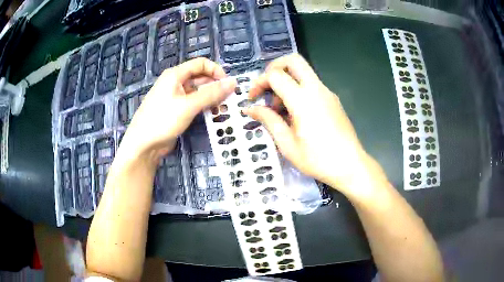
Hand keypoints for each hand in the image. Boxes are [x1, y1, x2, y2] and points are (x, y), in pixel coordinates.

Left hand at [120, 58, 236, 162]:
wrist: (144, 144)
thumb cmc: (163, 120)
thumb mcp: (188, 105)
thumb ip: (211, 93)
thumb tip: (233, 82)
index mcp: (175, 74)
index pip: (200, 63)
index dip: (216, 70)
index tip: (228, 84)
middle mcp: (175, 82)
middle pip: (200, 77)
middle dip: (215, 85)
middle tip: (229, 98)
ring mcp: (175, 97)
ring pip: (198, 91)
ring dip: (211, 97)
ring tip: (224, 107)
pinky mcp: (177, 110)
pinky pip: (194, 103)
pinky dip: (204, 106)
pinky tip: (213, 113)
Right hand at [245, 54, 375, 193]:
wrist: (350, 165)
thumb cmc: (317, 159)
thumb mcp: (287, 144)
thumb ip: (268, 120)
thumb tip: (250, 108)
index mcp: (303, 100)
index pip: (275, 75)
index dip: (259, 82)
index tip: (252, 98)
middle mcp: (316, 89)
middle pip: (293, 60)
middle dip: (275, 68)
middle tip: (266, 87)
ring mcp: (327, 92)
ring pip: (303, 71)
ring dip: (287, 80)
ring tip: (279, 108)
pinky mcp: (333, 99)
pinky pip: (311, 84)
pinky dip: (298, 89)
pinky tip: (295, 113)